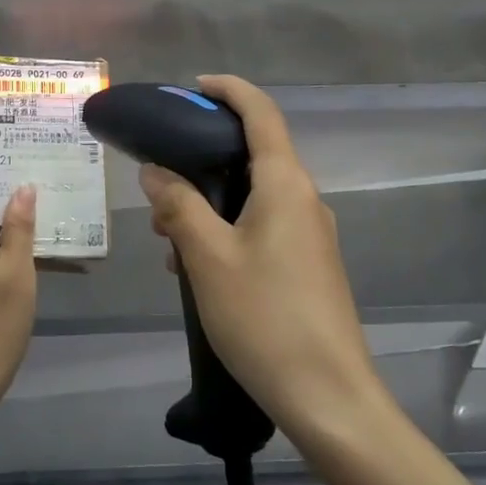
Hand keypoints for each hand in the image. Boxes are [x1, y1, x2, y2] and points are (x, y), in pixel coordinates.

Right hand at [140, 75, 384, 439]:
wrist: (330, 398)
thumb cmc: (265, 318)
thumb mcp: (207, 258)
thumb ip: (179, 206)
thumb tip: (155, 172)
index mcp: (286, 185)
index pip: (261, 113)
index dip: (229, 90)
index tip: (193, 87)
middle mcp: (304, 200)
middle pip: (254, 154)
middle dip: (204, 158)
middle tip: (161, 180)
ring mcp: (311, 234)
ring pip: (254, 196)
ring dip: (210, 202)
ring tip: (168, 236)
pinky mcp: (309, 265)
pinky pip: (262, 227)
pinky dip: (226, 230)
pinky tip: (197, 269)